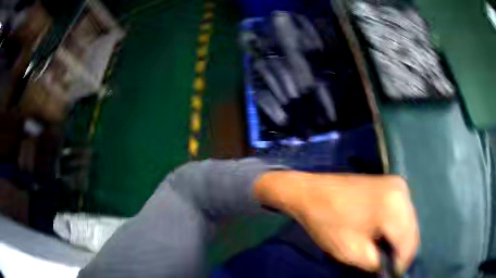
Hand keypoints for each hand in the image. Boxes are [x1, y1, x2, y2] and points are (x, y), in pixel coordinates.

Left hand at [254, 171, 418, 272]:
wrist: (311, 191)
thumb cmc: (328, 222)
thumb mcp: (351, 251)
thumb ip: (376, 262)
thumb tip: (390, 267)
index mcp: (395, 206)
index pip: (409, 243)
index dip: (402, 263)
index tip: (393, 275)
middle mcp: (402, 191)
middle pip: (411, 231)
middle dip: (402, 252)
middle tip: (389, 267)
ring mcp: (398, 185)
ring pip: (408, 222)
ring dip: (400, 241)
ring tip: (387, 255)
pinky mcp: (392, 185)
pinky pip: (402, 212)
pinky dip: (397, 228)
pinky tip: (386, 238)